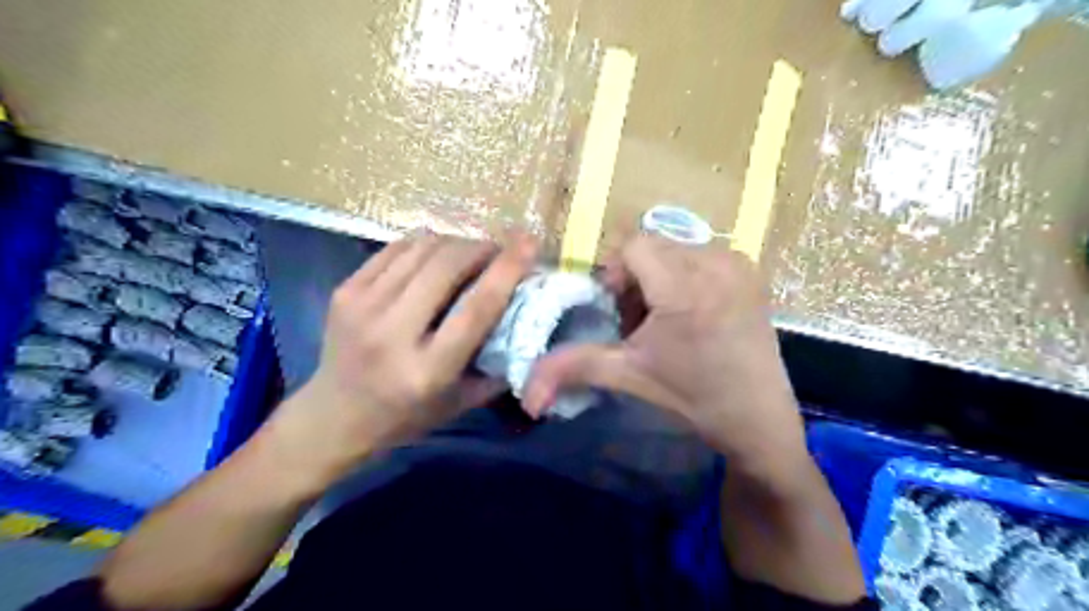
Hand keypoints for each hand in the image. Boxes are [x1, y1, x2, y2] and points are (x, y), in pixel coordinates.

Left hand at [262, 233, 534, 482]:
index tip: (530, 243)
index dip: (508, 269)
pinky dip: (425, 244)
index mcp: (427, 369)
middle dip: (481, 248)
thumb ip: (498, 366)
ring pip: (422, 248)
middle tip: (499, 251)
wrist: (332, 417)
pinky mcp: (345, 290)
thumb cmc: (405, 417)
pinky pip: (396, 248)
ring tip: (470, 253)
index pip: (477, 307)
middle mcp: (392, 333)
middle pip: (447, 265)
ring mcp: (363, 306)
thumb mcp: (461, 403)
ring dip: (456, 243)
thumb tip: (530, 321)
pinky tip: (436, 255)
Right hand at [523, 236, 800, 470]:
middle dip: (635, 278)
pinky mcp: (750, 271)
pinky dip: (685, 275)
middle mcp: (715, 262)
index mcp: (685, 286)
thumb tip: (525, 392)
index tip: (620, 312)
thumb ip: (573, 368)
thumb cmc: (694, 397)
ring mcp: (738, 264)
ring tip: (665, 319)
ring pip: (675, 249)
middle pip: (652, 246)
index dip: (616, 273)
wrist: (758, 419)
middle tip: (640, 322)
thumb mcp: (630, 376)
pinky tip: (692, 313)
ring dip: (659, 276)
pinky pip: (701, 255)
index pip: (633, 244)